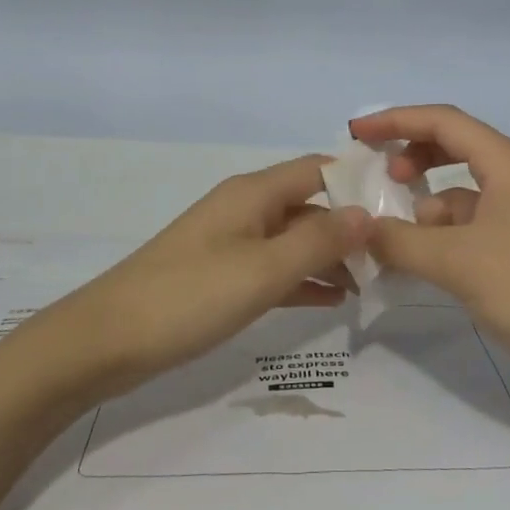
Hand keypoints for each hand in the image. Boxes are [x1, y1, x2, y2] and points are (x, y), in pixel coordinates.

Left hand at [47, 156, 369, 393]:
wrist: (106, 341)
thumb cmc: (189, 296)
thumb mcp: (262, 269)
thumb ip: (318, 241)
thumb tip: (368, 213)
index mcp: (253, 193)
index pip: (318, 169)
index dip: (358, 181)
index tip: (402, 205)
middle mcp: (244, 209)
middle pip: (309, 204)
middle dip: (350, 225)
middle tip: (395, 257)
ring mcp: (231, 242)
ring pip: (293, 238)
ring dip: (330, 256)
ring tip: (372, 284)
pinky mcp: (220, 275)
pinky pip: (274, 268)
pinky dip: (302, 279)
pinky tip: (332, 300)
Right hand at [349, 105, 509, 369]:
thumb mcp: (457, 263)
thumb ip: (400, 241)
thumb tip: (360, 229)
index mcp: (507, 162)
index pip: (442, 122)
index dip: (395, 121)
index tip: (354, 134)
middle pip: (452, 148)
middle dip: (410, 157)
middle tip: (375, 179)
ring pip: (460, 192)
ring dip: (424, 205)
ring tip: (390, 235)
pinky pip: (471, 225)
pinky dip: (441, 235)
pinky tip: (421, 262)